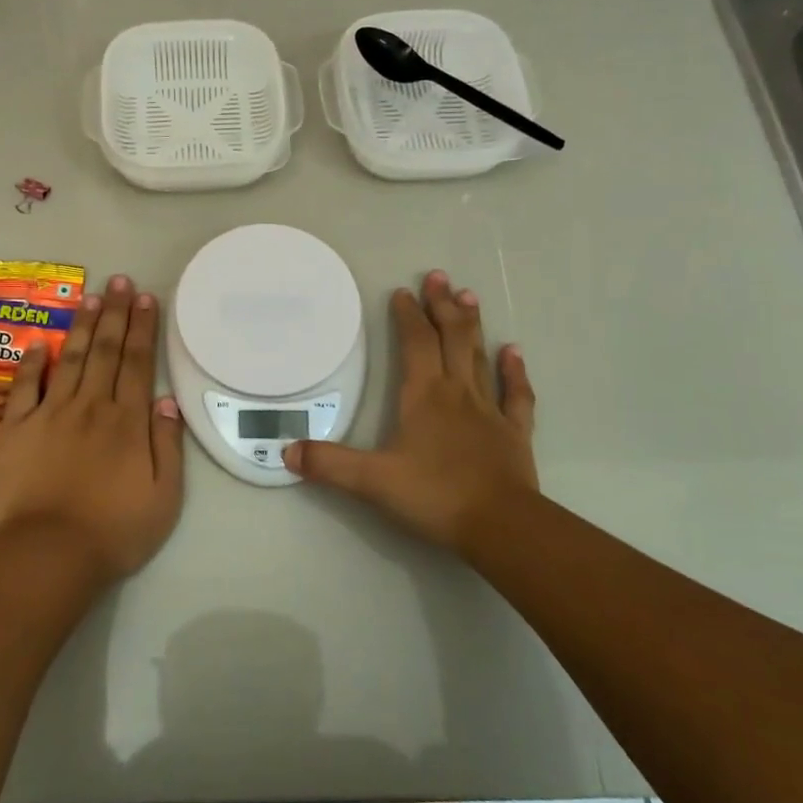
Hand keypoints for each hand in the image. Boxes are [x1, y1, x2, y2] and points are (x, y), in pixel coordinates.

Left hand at [0, 275, 184, 581]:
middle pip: (106, 350)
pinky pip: (25, 387)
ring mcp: (51, 414)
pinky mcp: (17, 429)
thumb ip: (167, 444)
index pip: (137, 362)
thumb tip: (164, 400)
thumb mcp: (164, 495)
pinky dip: (33, 362)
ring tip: (91, 296)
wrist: (50, 554)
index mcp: (127, 420)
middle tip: (119, 280)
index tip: (146, 298)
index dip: (143, 327)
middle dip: (115, 312)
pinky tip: (40, 342)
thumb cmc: (116, 530)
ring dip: (82, 326)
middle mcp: (91, 406)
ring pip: (71, 359)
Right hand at [284, 270, 538, 553]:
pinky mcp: (514, 433)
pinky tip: (513, 351)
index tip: (403, 292)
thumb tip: (286, 451)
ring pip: (479, 358)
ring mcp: (489, 411)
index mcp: (424, 396)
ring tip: (469, 296)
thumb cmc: (435, 496)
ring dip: (473, 326)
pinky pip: (516, 395)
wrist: (500, 526)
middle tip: (439, 276)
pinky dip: (514, 371)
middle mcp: (457, 393)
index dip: (408, 316)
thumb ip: (329, 464)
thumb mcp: (372, 482)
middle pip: (451, 339)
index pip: (415, 343)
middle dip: (443, 306)